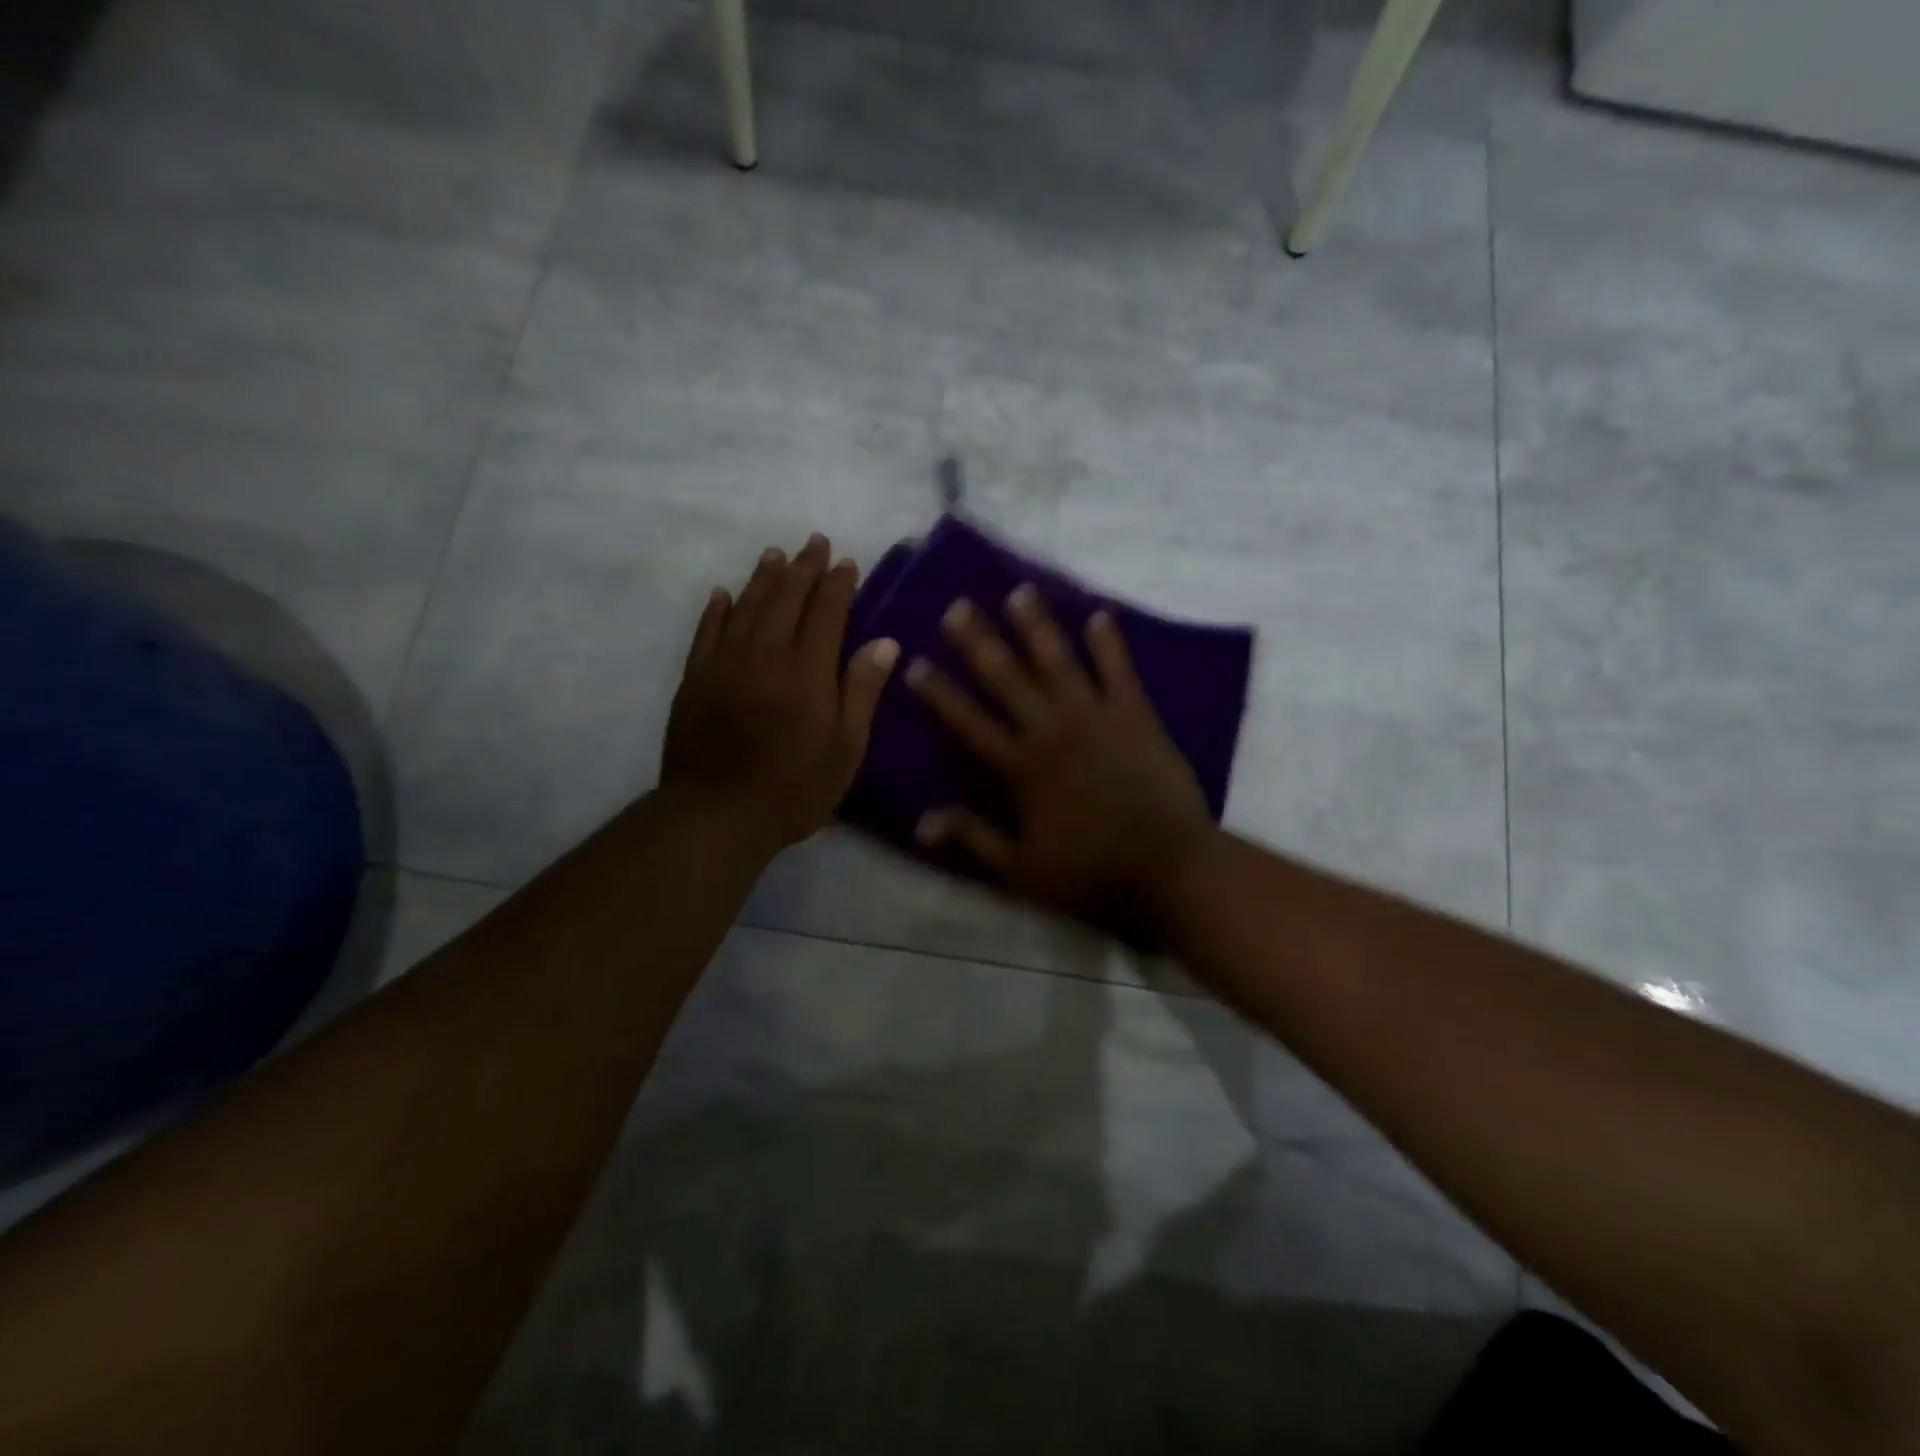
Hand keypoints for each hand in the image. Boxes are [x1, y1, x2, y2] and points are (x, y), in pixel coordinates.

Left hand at [662, 534, 898, 850]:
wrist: (718, 815)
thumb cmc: (795, 788)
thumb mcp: (846, 748)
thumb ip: (862, 691)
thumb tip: (885, 642)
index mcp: (808, 671)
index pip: (827, 612)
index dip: (838, 584)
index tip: (847, 563)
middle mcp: (766, 655)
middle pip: (786, 599)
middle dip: (803, 568)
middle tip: (814, 543)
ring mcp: (725, 664)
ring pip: (746, 607)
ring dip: (763, 578)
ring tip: (775, 554)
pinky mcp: (694, 679)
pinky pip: (706, 632)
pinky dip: (717, 609)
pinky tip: (723, 593)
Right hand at [906, 585, 1212, 937]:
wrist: (1169, 867)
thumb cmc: (1090, 872)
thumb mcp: (1020, 871)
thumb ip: (972, 840)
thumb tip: (920, 821)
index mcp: (1021, 767)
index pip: (969, 722)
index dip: (940, 693)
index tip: (916, 662)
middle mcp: (1052, 731)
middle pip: (1007, 679)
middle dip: (979, 642)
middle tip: (957, 606)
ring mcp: (1096, 718)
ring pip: (1058, 662)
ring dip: (1037, 627)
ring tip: (1019, 592)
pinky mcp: (1136, 716)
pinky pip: (1119, 671)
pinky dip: (1108, 643)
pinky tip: (1099, 615)